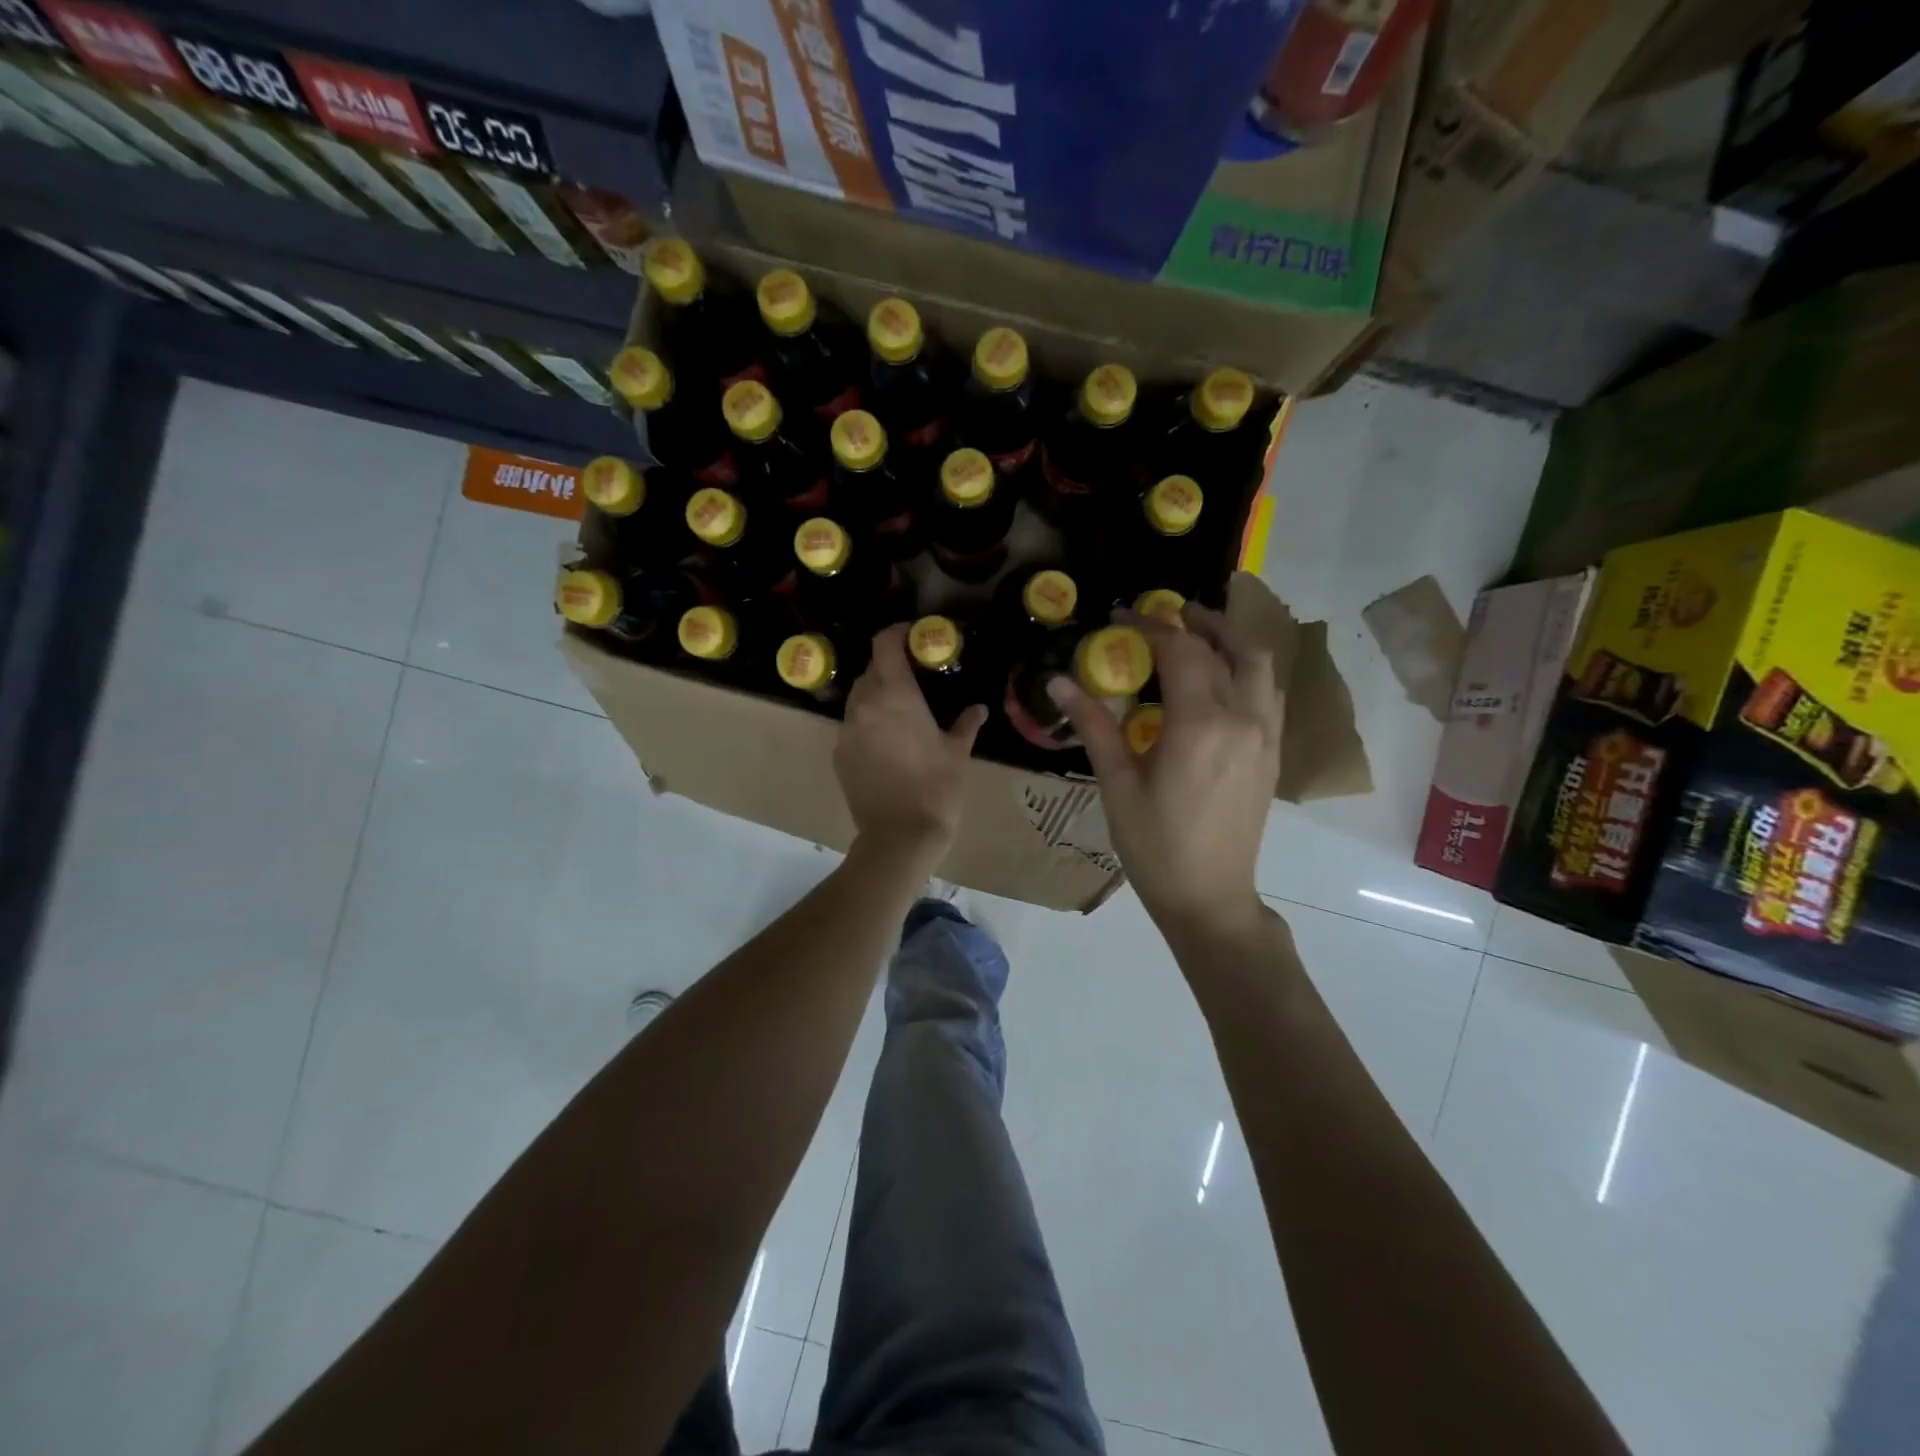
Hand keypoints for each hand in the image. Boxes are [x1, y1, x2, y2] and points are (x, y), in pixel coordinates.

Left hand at [835, 623, 987, 860]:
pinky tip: (885, 744)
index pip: (884, 646)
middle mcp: (865, 706)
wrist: (900, 836)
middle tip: (911, 678)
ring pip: (857, 699)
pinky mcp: (838, 754)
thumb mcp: (958, 753)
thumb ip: (967, 724)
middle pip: (870, 671)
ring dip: (875, 696)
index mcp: (896, 697)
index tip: (910, 634)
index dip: (895, 632)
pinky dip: (866, 724)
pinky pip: (851, 727)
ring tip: (898, 713)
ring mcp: (847, 731)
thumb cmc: (937, 789)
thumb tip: (979, 709)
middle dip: (888, 668)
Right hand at [1049, 603, 1280, 936]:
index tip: (1119, 617)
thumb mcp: (1117, 785)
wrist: (1209, 896)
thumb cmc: (1154, 846)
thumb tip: (1057, 682)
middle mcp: (1242, 719)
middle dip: (1198, 622)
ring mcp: (1266, 736)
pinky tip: (1222, 680)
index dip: (1149, 627)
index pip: (1180, 651)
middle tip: (1166, 615)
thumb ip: (1093, 725)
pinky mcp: (1272, 753)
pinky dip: (1248, 669)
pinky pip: (1269, 692)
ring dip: (1231, 640)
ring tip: (1198, 636)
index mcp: (1200, 725)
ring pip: (1260, 666)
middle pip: (1230, 647)